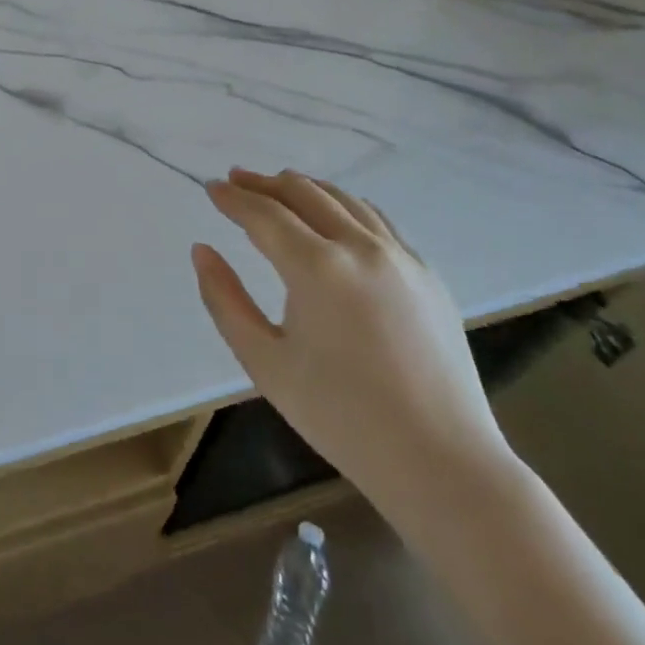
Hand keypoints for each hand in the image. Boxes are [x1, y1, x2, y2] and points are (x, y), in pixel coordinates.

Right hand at [191, 168, 510, 513]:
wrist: (442, 464)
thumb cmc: (341, 417)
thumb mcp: (265, 362)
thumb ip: (225, 300)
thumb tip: (202, 250)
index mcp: (317, 267)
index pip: (264, 214)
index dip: (232, 198)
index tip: (211, 187)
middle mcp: (361, 247)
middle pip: (304, 193)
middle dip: (264, 183)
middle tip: (236, 180)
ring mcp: (401, 257)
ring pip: (345, 199)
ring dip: (305, 188)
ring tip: (279, 188)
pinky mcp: (428, 275)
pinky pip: (378, 221)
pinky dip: (345, 206)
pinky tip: (335, 217)